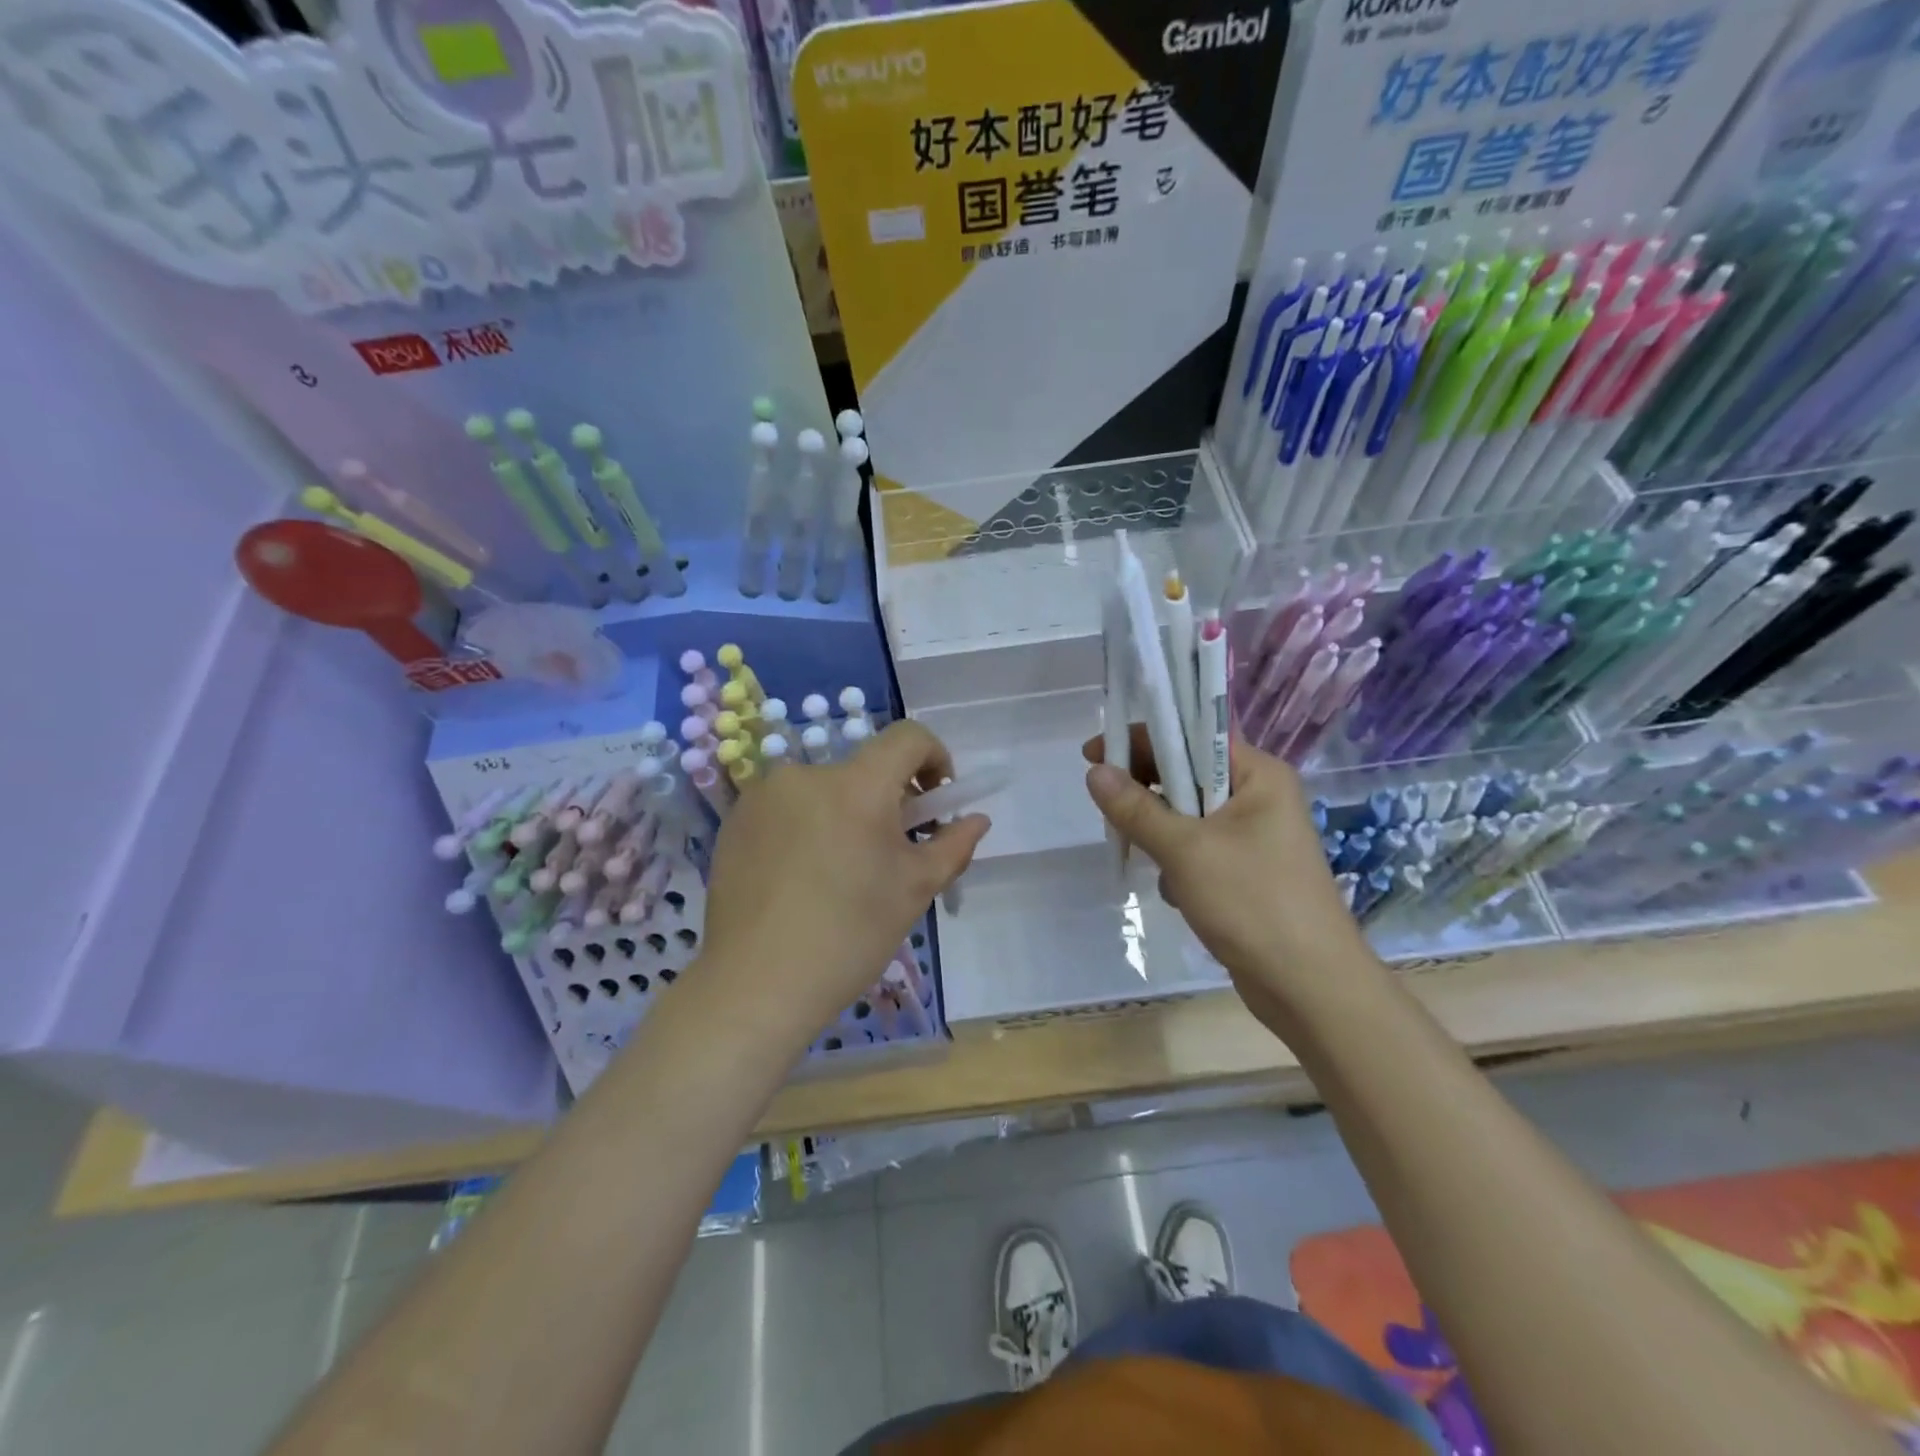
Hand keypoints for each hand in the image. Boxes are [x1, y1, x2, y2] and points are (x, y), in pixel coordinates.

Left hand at [699, 720, 989, 1046]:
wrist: (756, 984)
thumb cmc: (849, 935)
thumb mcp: (915, 889)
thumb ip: (953, 844)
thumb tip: (977, 820)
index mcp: (857, 785)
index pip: (907, 737)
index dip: (934, 757)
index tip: (935, 800)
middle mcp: (806, 774)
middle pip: (864, 769)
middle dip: (888, 800)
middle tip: (891, 852)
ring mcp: (763, 795)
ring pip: (825, 790)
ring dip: (846, 813)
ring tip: (841, 871)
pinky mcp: (735, 820)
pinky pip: (788, 807)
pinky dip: (807, 826)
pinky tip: (801, 877)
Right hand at [1083, 728, 1375, 1029]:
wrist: (1309, 987)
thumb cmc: (1252, 902)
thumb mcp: (1185, 850)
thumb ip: (1136, 809)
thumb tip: (1094, 772)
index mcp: (1259, 775)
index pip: (1193, 735)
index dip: (1142, 739)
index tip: (1095, 754)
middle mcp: (1260, 797)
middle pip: (1188, 774)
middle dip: (1148, 792)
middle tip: (1108, 806)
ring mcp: (1255, 837)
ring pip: (1188, 816)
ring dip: (1162, 834)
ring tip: (1150, 860)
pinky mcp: (1246, 872)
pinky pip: (1198, 849)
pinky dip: (1179, 864)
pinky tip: (1178, 892)